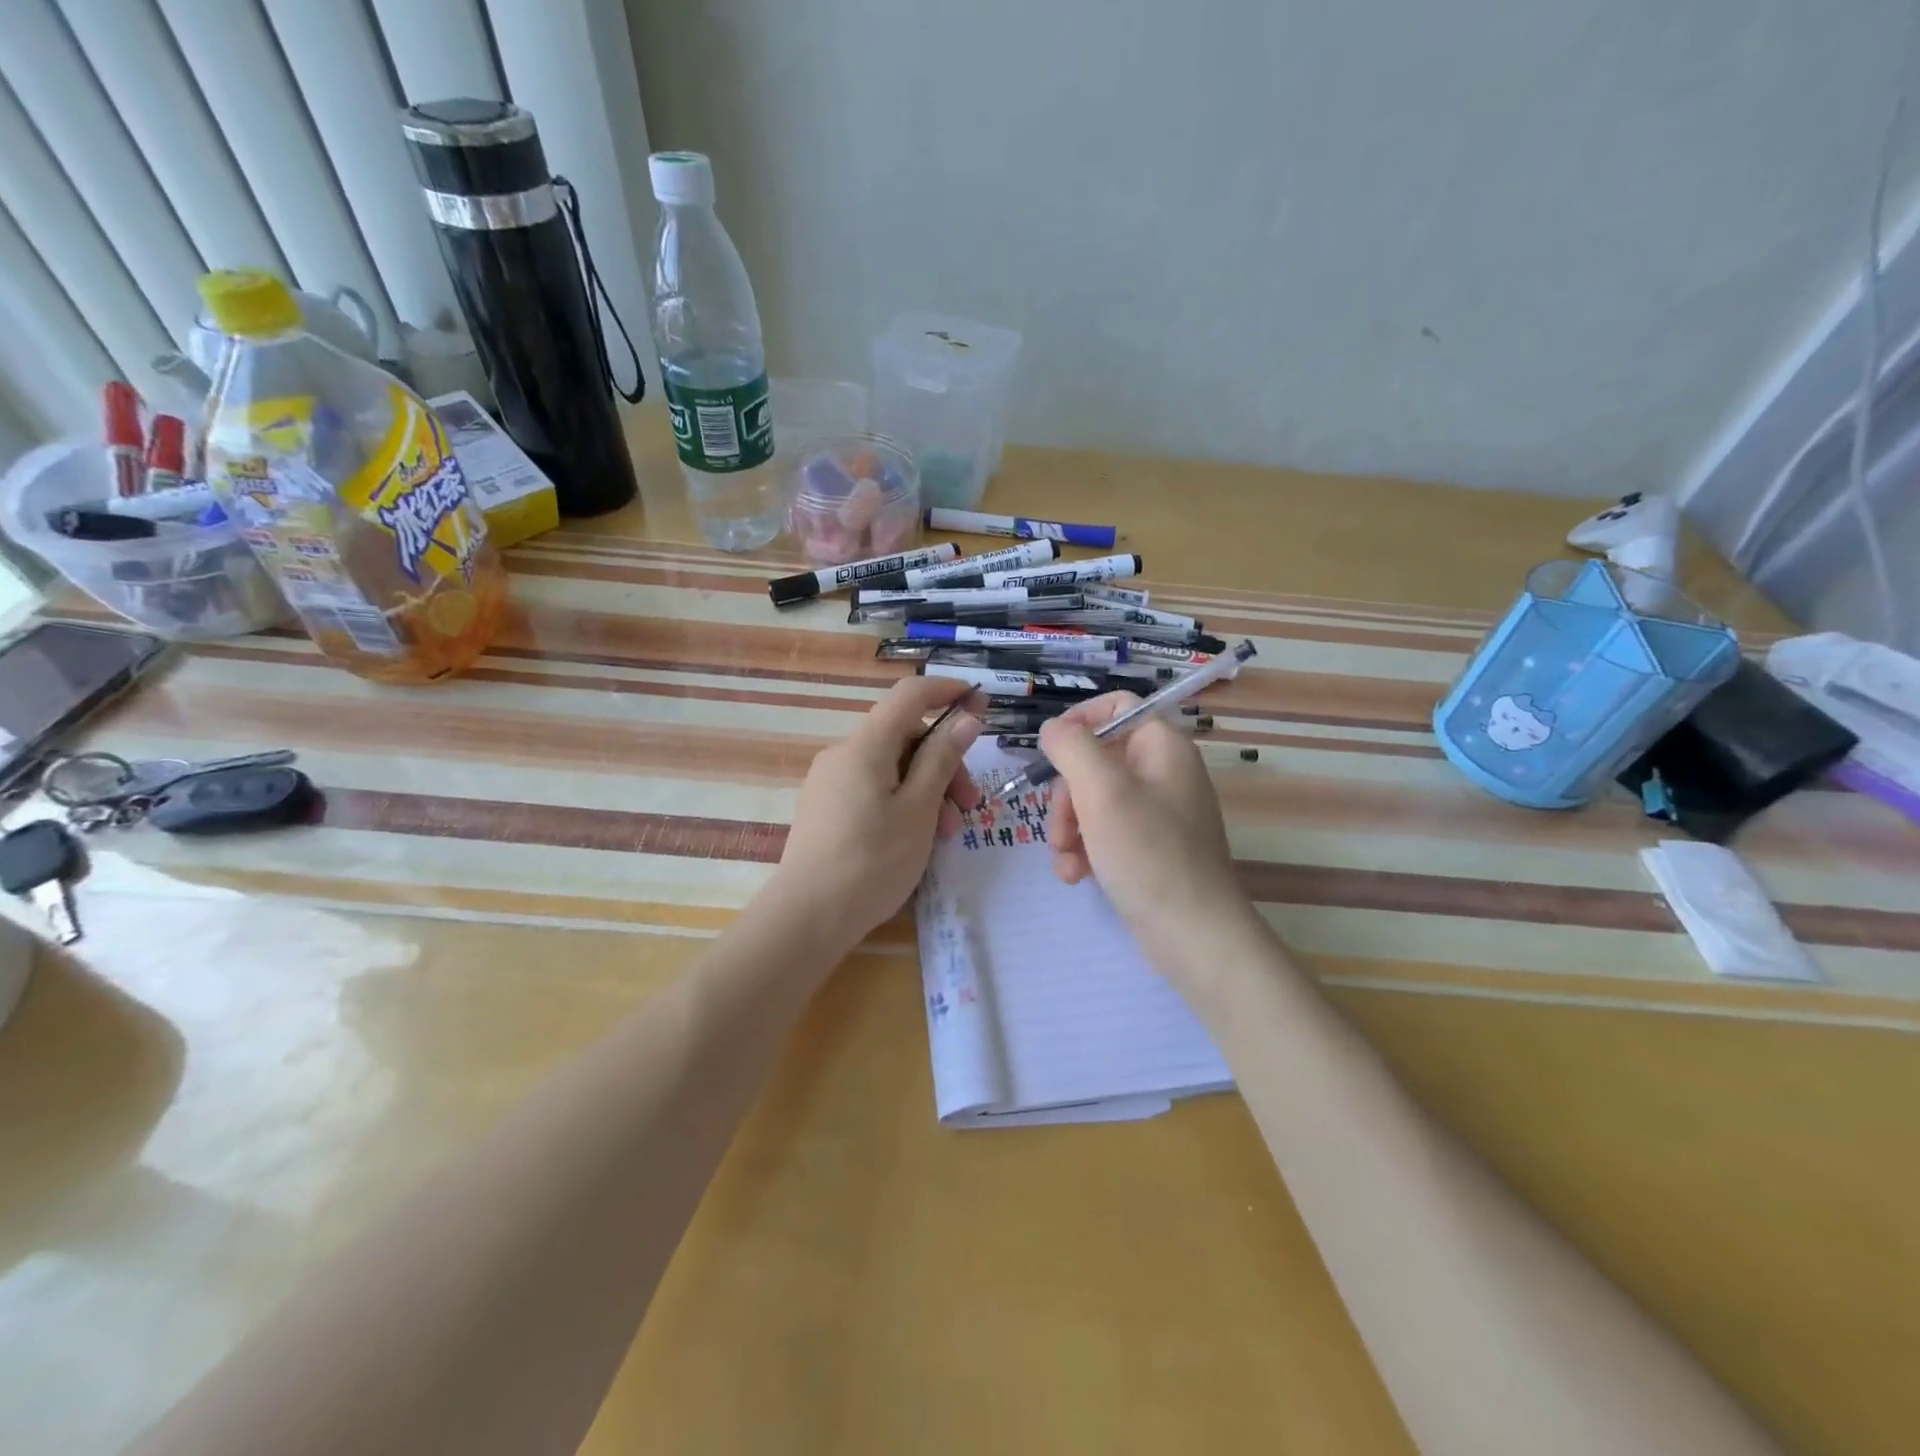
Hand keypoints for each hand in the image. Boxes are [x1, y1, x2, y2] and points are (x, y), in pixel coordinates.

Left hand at [771, 676, 983, 952]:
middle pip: (904, 737)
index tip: (980, 703)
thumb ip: (943, 758)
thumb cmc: (873, 861)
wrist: (807, 916)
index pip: (909, 695)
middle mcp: (843, 754)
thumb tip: (966, 717)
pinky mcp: (825, 809)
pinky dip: (902, 803)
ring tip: (946, 834)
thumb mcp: (920, 809)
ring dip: (926, 790)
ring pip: (891, 768)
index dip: (947, 691)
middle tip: (968, 805)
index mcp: (866, 746)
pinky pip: (872, 789)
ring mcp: (830, 782)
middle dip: (944, 763)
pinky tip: (916, 839)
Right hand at [1037, 693, 1251, 969]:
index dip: (1078, 722)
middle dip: (1066, 795)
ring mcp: (1158, 813)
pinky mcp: (1150, 848)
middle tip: (1058, 828)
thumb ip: (1071, 747)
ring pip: (1093, 800)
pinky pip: (1105, 832)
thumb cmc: (1148, 853)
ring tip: (1066, 863)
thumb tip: (1052, 729)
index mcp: (1162, 747)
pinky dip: (1085, 849)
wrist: (1193, 935)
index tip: (1050, 753)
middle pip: (1096, 759)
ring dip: (1068, 828)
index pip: (1116, 707)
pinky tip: (1076, 875)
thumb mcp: (1102, 791)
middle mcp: (1163, 773)